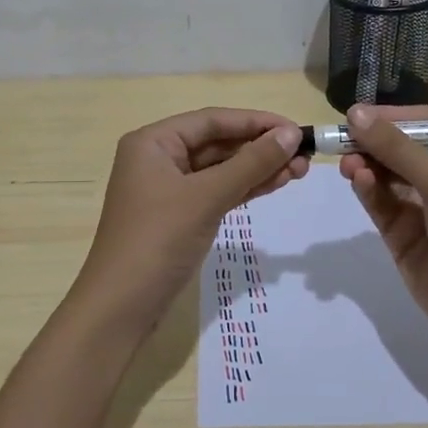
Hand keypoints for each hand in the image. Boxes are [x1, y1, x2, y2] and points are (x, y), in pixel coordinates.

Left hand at [74, 108, 307, 324]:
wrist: (122, 306)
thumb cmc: (158, 240)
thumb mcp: (206, 197)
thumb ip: (250, 164)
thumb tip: (290, 134)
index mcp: (153, 142)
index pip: (212, 120)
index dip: (256, 122)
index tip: (296, 129)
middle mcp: (159, 159)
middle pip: (217, 143)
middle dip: (260, 147)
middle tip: (304, 155)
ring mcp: (169, 189)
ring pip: (220, 169)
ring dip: (258, 168)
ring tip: (300, 170)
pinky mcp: (180, 216)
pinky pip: (217, 192)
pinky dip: (245, 188)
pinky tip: (276, 184)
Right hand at [338, 104, 427, 369]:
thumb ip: (398, 148)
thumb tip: (356, 113)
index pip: (425, 123)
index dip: (392, 116)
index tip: (356, 114)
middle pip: (400, 147)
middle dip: (372, 141)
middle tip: (340, 139)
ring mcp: (421, 206)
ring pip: (385, 174)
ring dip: (365, 164)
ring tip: (346, 163)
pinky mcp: (401, 233)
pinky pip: (379, 202)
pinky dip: (366, 189)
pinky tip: (356, 180)